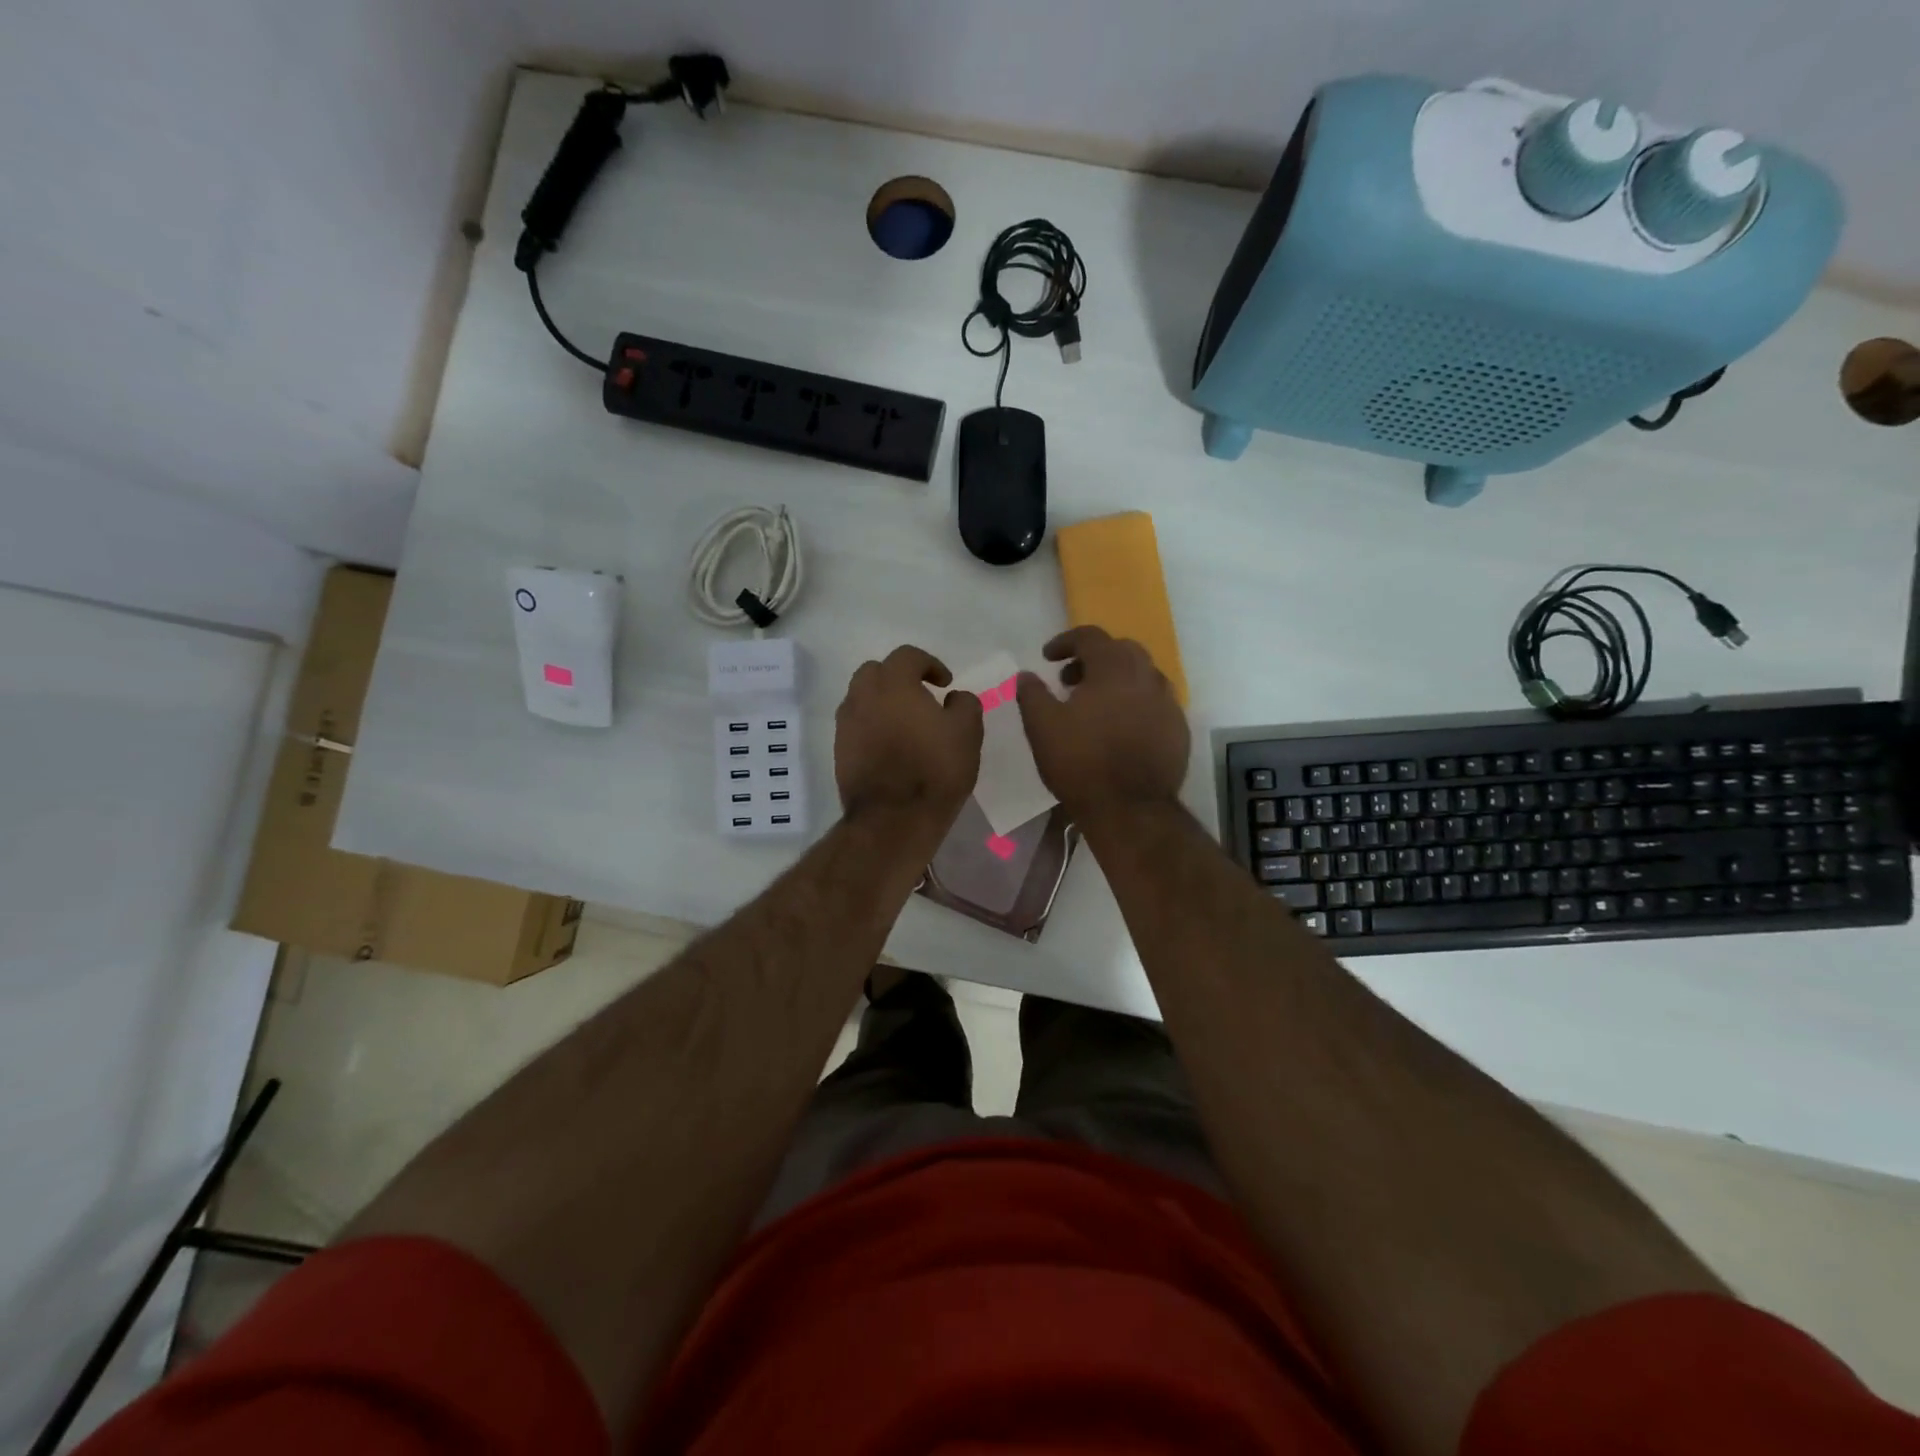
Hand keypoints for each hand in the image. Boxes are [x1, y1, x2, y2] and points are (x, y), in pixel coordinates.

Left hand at [835, 646, 983, 834]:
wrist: (893, 818)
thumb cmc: (935, 769)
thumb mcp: (967, 732)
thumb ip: (965, 704)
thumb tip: (954, 697)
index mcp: (894, 684)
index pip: (907, 656)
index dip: (930, 664)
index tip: (945, 683)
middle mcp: (863, 696)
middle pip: (875, 672)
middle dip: (898, 678)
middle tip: (920, 697)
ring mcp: (846, 724)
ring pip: (861, 698)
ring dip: (881, 702)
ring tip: (904, 723)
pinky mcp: (839, 751)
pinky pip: (856, 725)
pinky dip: (871, 726)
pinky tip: (890, 746)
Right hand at [1017, 627, 1189, 822]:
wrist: (1131, 810)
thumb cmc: (1081, 763)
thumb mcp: (1042, 727)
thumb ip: (1032, 694)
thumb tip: (1026, 675)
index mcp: (1114, 668)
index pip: (1090, 636)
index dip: (1065, 642)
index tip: (1048, 658)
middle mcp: (1147, 677)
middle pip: (1122, 650)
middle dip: (1094, 658)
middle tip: (1071, 680)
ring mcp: (1168, 704)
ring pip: (1143, 676)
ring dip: (1117, 680)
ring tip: (1095, 705)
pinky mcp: (1179, 730)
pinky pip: (1155, 703)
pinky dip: (1135, 704)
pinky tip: (1120, 729)